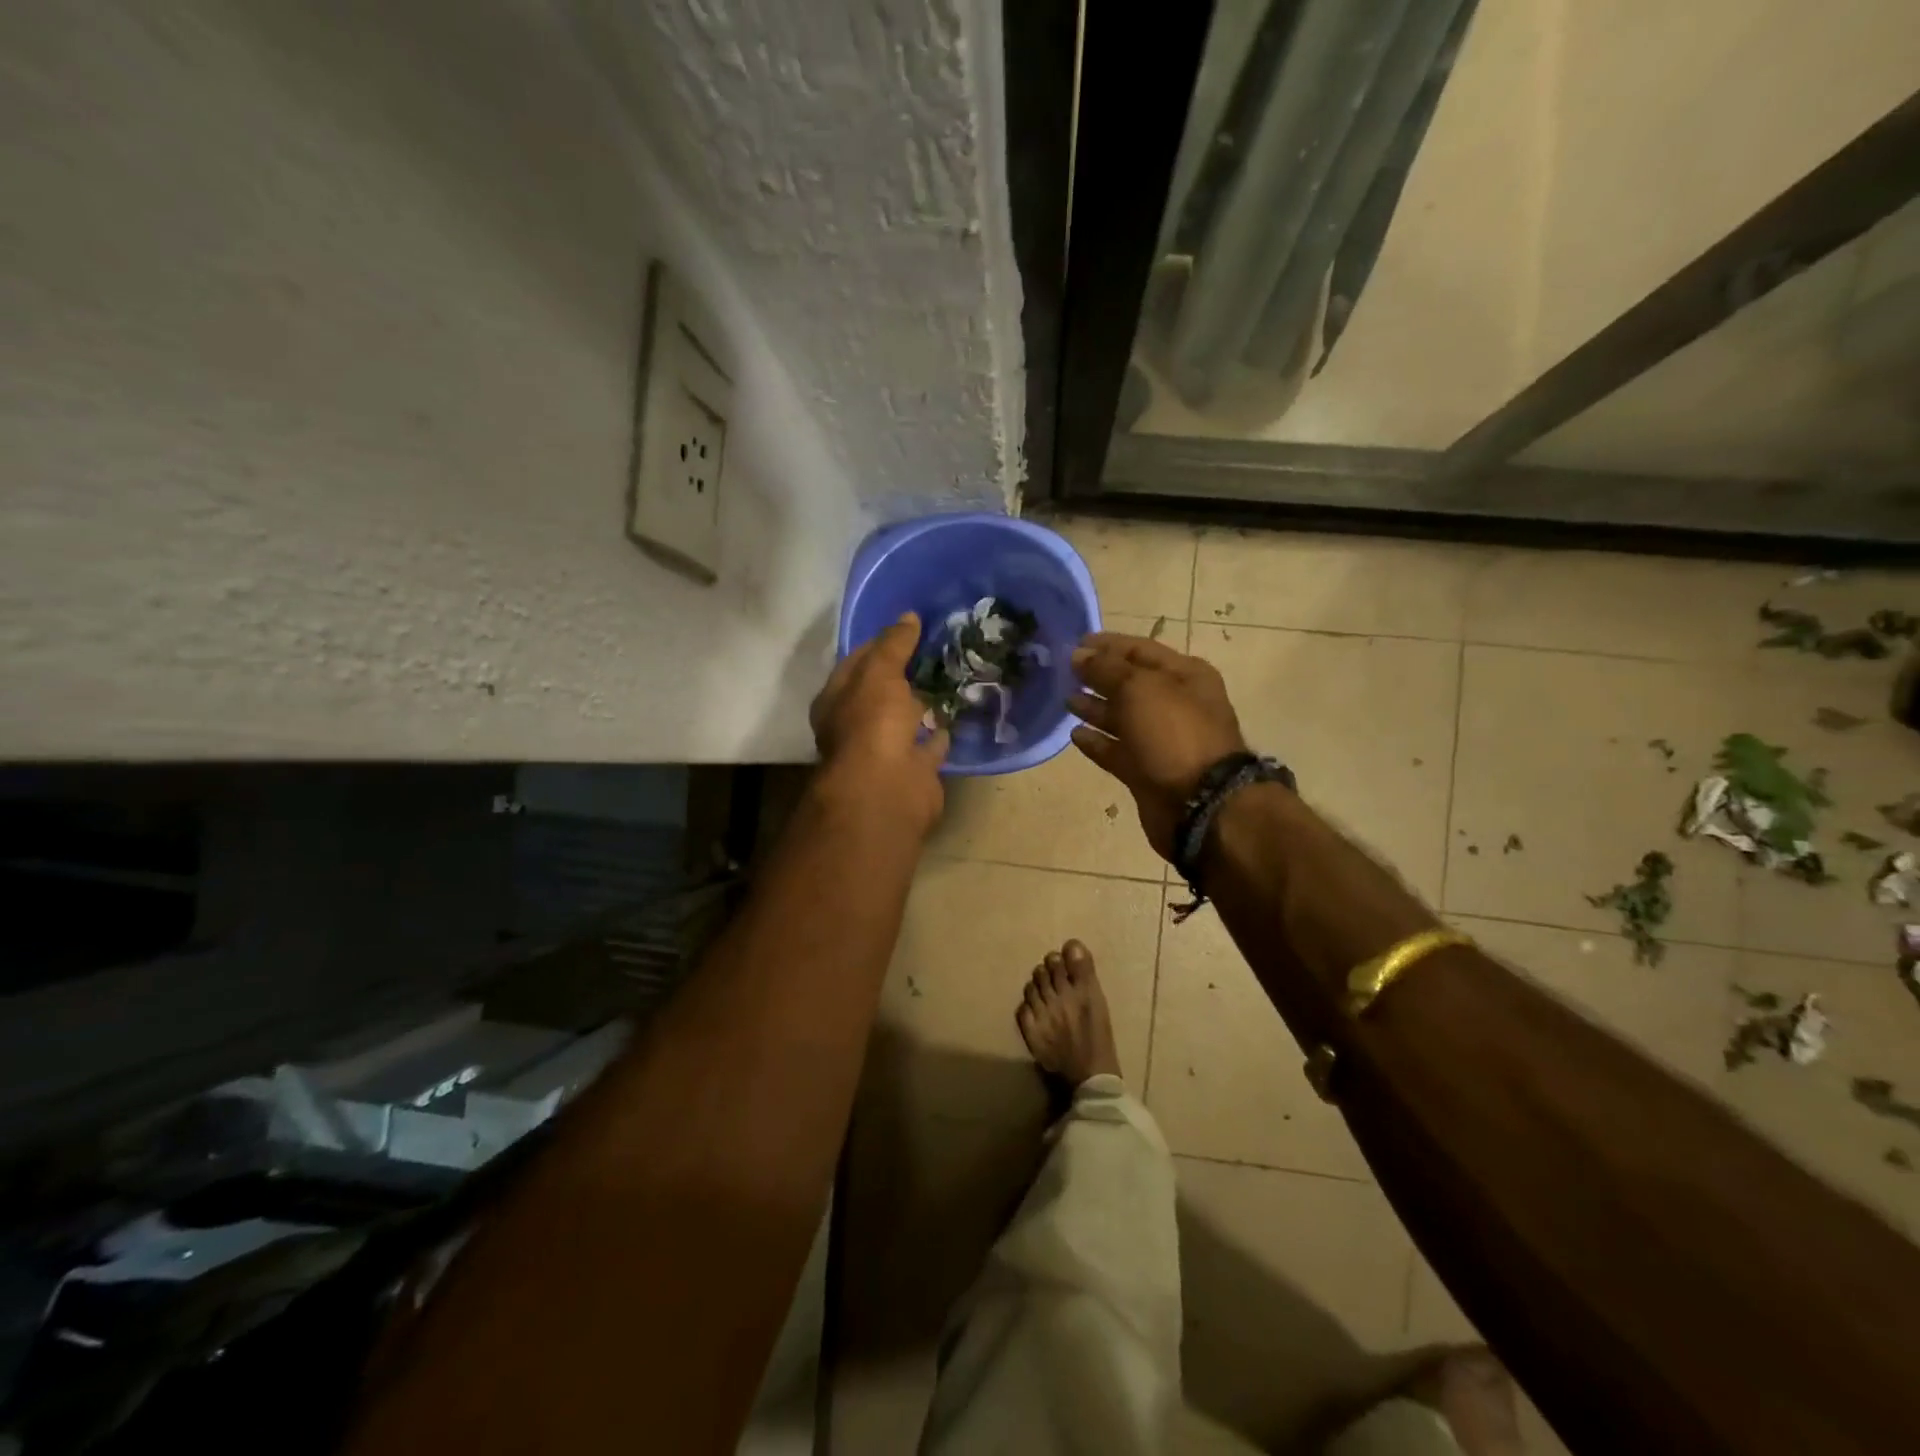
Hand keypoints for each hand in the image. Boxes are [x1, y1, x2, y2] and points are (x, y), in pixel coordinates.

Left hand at [810, 613, 948, 834]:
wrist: (887, 790)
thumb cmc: (872, 724)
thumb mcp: (879, 673)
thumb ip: (894, 645)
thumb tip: (909, 617)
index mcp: (837, 700)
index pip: (858, 662)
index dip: (882, 643)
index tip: (910, 626)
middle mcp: (856, 725)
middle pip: (882, 691)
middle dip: (903, 673)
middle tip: (936, 648)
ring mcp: (885, 750)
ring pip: (906, 719)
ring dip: (922, 703)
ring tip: (950, 676)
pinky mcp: (913, 770)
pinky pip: (929, 745)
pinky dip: (939, 733)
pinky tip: (956, 714)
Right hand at [1068, 633, 1248, 858]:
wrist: (1199, 804)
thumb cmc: (1174, 734)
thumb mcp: (1140, 688)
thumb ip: (1106, 669)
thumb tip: (1078, 655)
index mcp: (1185, 675)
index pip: (1140, 650)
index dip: (1107, 645)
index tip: (1074, 644)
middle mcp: (1175, 704)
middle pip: (1130, 683)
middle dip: (1098, 676)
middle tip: (1063, 671)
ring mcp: (1161, 740)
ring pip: (1122, 717)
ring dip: (1095, 708)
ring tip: (1065, 700)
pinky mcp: (1146, 771)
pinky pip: (1117, 751)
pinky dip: (1097, 742)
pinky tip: (1075, 734)